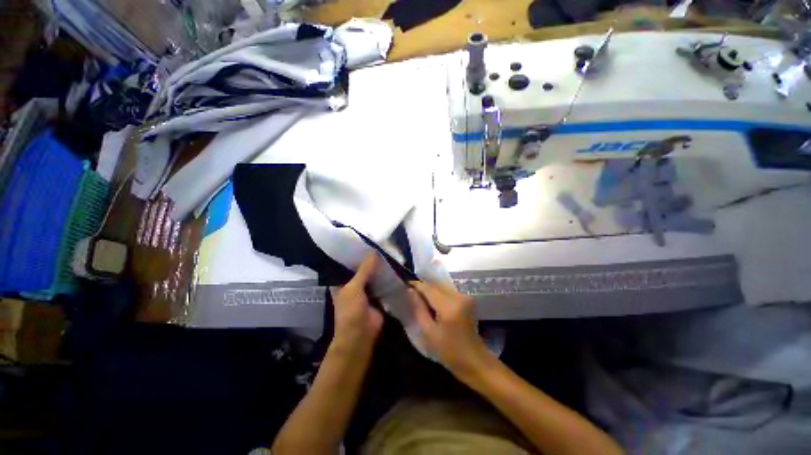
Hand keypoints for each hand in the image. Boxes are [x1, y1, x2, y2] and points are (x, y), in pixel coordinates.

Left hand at [330, 252, 383, 355]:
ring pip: (374, 276)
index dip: (357, 254)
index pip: (349, 264)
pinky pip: (383, 284)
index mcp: (343, 282)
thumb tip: (374, 251)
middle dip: (371, 261)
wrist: (361, 335)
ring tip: (390, 253)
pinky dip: (387, 278)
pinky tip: (395, 267)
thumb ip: (364, 270)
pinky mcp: (378, 297)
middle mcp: (354, 285)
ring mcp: (367, 291)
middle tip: (383, 245)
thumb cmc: (351, 311)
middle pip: (364, 270)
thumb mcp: (354, 287)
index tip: (367, 242)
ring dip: (380, 269)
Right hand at [408, 281, 495, 382]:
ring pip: (441, 286)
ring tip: (419, 297)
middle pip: (435, 284)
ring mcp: (464, 296)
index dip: (415, 285)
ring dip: (430, 289)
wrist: (475, 360)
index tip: (404, 285)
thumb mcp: (429, 333)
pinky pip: (448, 290)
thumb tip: (410, 291)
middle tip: (410, 292)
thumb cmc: (450, 352)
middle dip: (422, 286)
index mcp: (448, 306)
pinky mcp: (467, 298)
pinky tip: (432, 302)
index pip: (428, 288)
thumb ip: (418, 309)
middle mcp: (458, 296)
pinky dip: (438, 293)